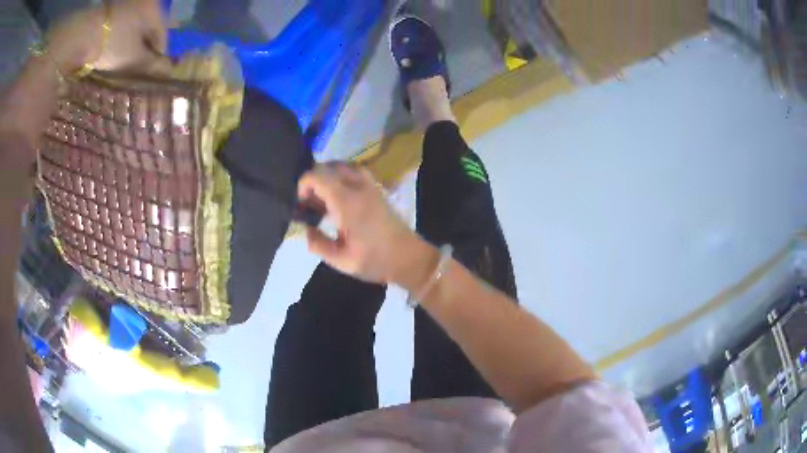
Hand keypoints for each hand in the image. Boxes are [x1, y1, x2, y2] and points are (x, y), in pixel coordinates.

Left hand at [46, 0, 166, 73]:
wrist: (80, 35)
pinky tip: (113, 52)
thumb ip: (152, 64)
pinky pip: (122, 27)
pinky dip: (120, 40)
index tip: (151, 75)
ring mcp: (126, 4)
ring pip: (134, 29)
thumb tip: (169, 72)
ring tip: (122, 64)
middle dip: (143, 51)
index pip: (163, 35)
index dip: (158, 57)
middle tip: (135, 71)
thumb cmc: (112, 43)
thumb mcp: (134, 57)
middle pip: (148, 30)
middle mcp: (144, 1)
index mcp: (154, 8)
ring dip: (131, 46)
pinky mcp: (111, 11)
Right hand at [298, 164, 435, 285]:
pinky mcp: (377, 190)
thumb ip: (318, 244)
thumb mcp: (342, 261)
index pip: (318, 176)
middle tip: (309, 201)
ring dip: (329, 174)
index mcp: (347, 202)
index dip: (303, 184)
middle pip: (330, 166)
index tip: (300, 203)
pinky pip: (356, 171)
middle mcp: (358, 187)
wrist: (409, 258)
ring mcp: (370, 186)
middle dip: (314, 179)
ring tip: (322, 196)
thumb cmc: (376, 261)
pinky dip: (343, 176)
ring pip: (344, 165)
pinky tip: (340, 196)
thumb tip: (306, 229)